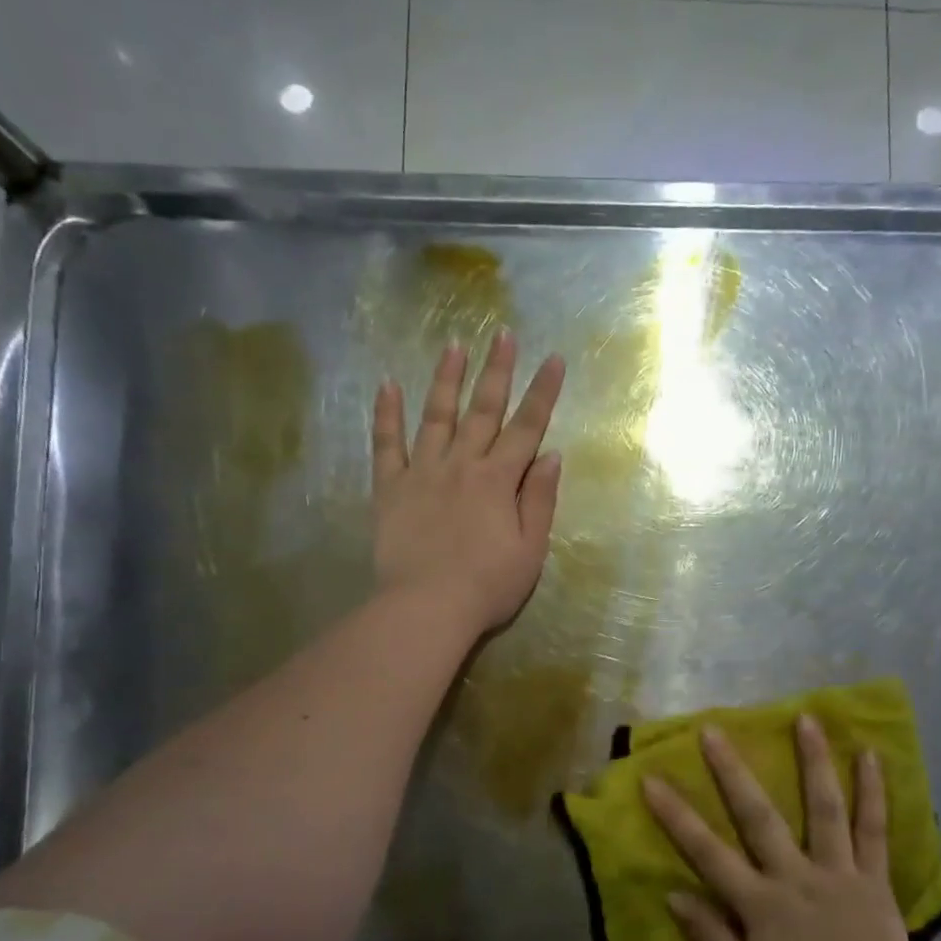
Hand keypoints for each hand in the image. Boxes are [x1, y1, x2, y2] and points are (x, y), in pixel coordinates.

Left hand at [372, 331, 565, 634]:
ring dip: (446, 379)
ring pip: (436, 416)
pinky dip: (386, 414)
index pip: (526, 428)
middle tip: (503, 333)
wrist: (427, 607)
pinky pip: (386, 444)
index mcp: (499, 480)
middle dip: (497, 370)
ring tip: (453, 344)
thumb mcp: (531, 549)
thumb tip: (551, 455)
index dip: (543, 392)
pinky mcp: (390, 488)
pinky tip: (387, 385)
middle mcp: (462, 465)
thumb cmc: (488, 586)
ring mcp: (422, 473)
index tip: (554, 359)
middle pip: (483, 410)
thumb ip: (540, 500)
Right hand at [644, 717, 926, 940]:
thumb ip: (711, 939)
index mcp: (761, 905)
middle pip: (758, 816)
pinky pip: (874, 830)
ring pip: (824, 808)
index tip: (651, 779)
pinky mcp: (875, 878)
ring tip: (806, 718)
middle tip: (713, 730)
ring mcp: (838, 872)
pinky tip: (871, 756)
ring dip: (813, 761)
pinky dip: (874, 793)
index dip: (676, 815)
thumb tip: (673, 894)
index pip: (708, 852)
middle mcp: (795, 876)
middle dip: (733, 771)